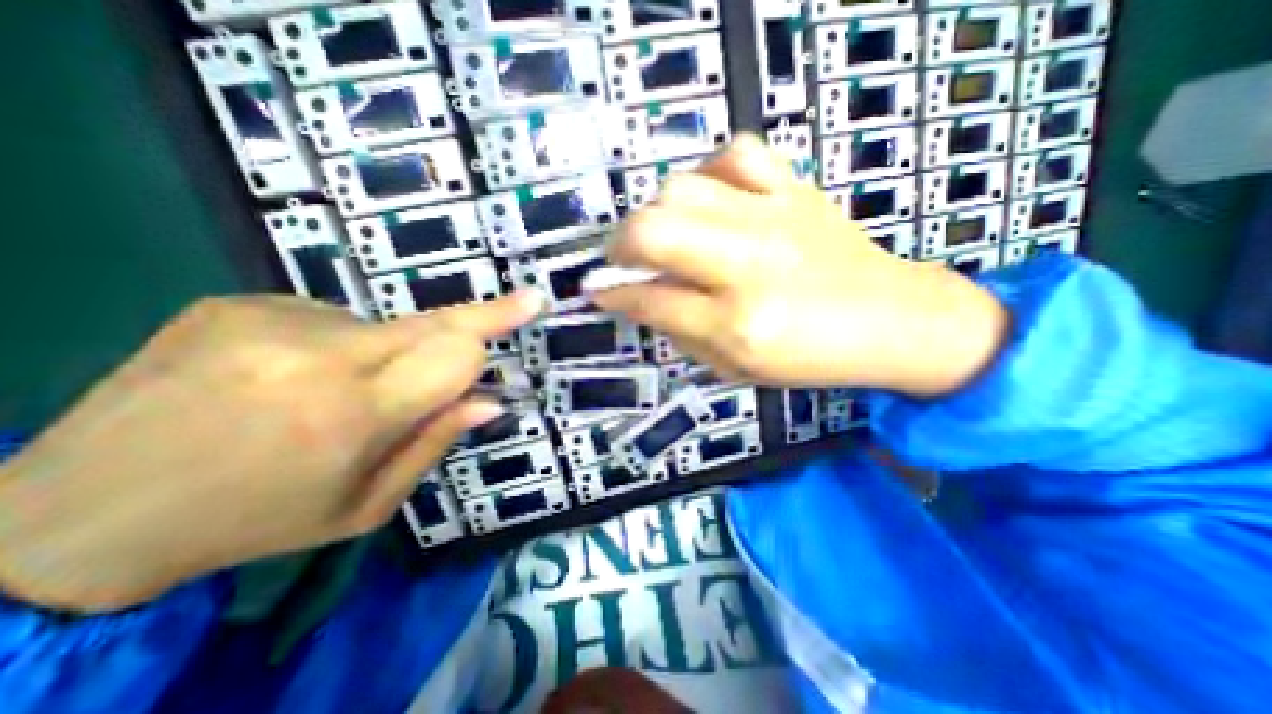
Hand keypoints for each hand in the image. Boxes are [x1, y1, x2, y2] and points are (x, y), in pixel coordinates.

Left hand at [0, 292, 541, 610]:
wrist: (74, 514)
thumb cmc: (255, 521)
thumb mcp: (365, 505)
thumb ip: (436, 444)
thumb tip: (490, 400)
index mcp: (349, 415)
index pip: (454, 354)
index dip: (497, 326)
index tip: (533, 302)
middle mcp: (315, 356)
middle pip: (432, 322)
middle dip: (480, 317)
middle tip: (522, 302)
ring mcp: (270, 320)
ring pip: (385, 325)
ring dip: (391, 353)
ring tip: (339, 392)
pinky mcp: (238, 302)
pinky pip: (334, 319)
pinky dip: (342, 345)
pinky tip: (293, 376)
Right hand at [591, 135, 1009, 396]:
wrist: (893, 319)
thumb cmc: (810, 358)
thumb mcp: (736, 366)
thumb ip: (679, 332)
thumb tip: (634, 299)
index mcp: (738, 323)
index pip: (651, 301)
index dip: (613, 297)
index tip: (596, 292)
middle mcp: (750, 264)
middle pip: (654, 231)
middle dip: (619, 247)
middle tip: (621, 261)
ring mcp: (775, 217)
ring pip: (683, 187)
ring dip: (657, 213)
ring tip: (666, 235)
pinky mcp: (797, 189)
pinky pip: (737, 153)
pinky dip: (710, 172)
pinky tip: (712, 198)